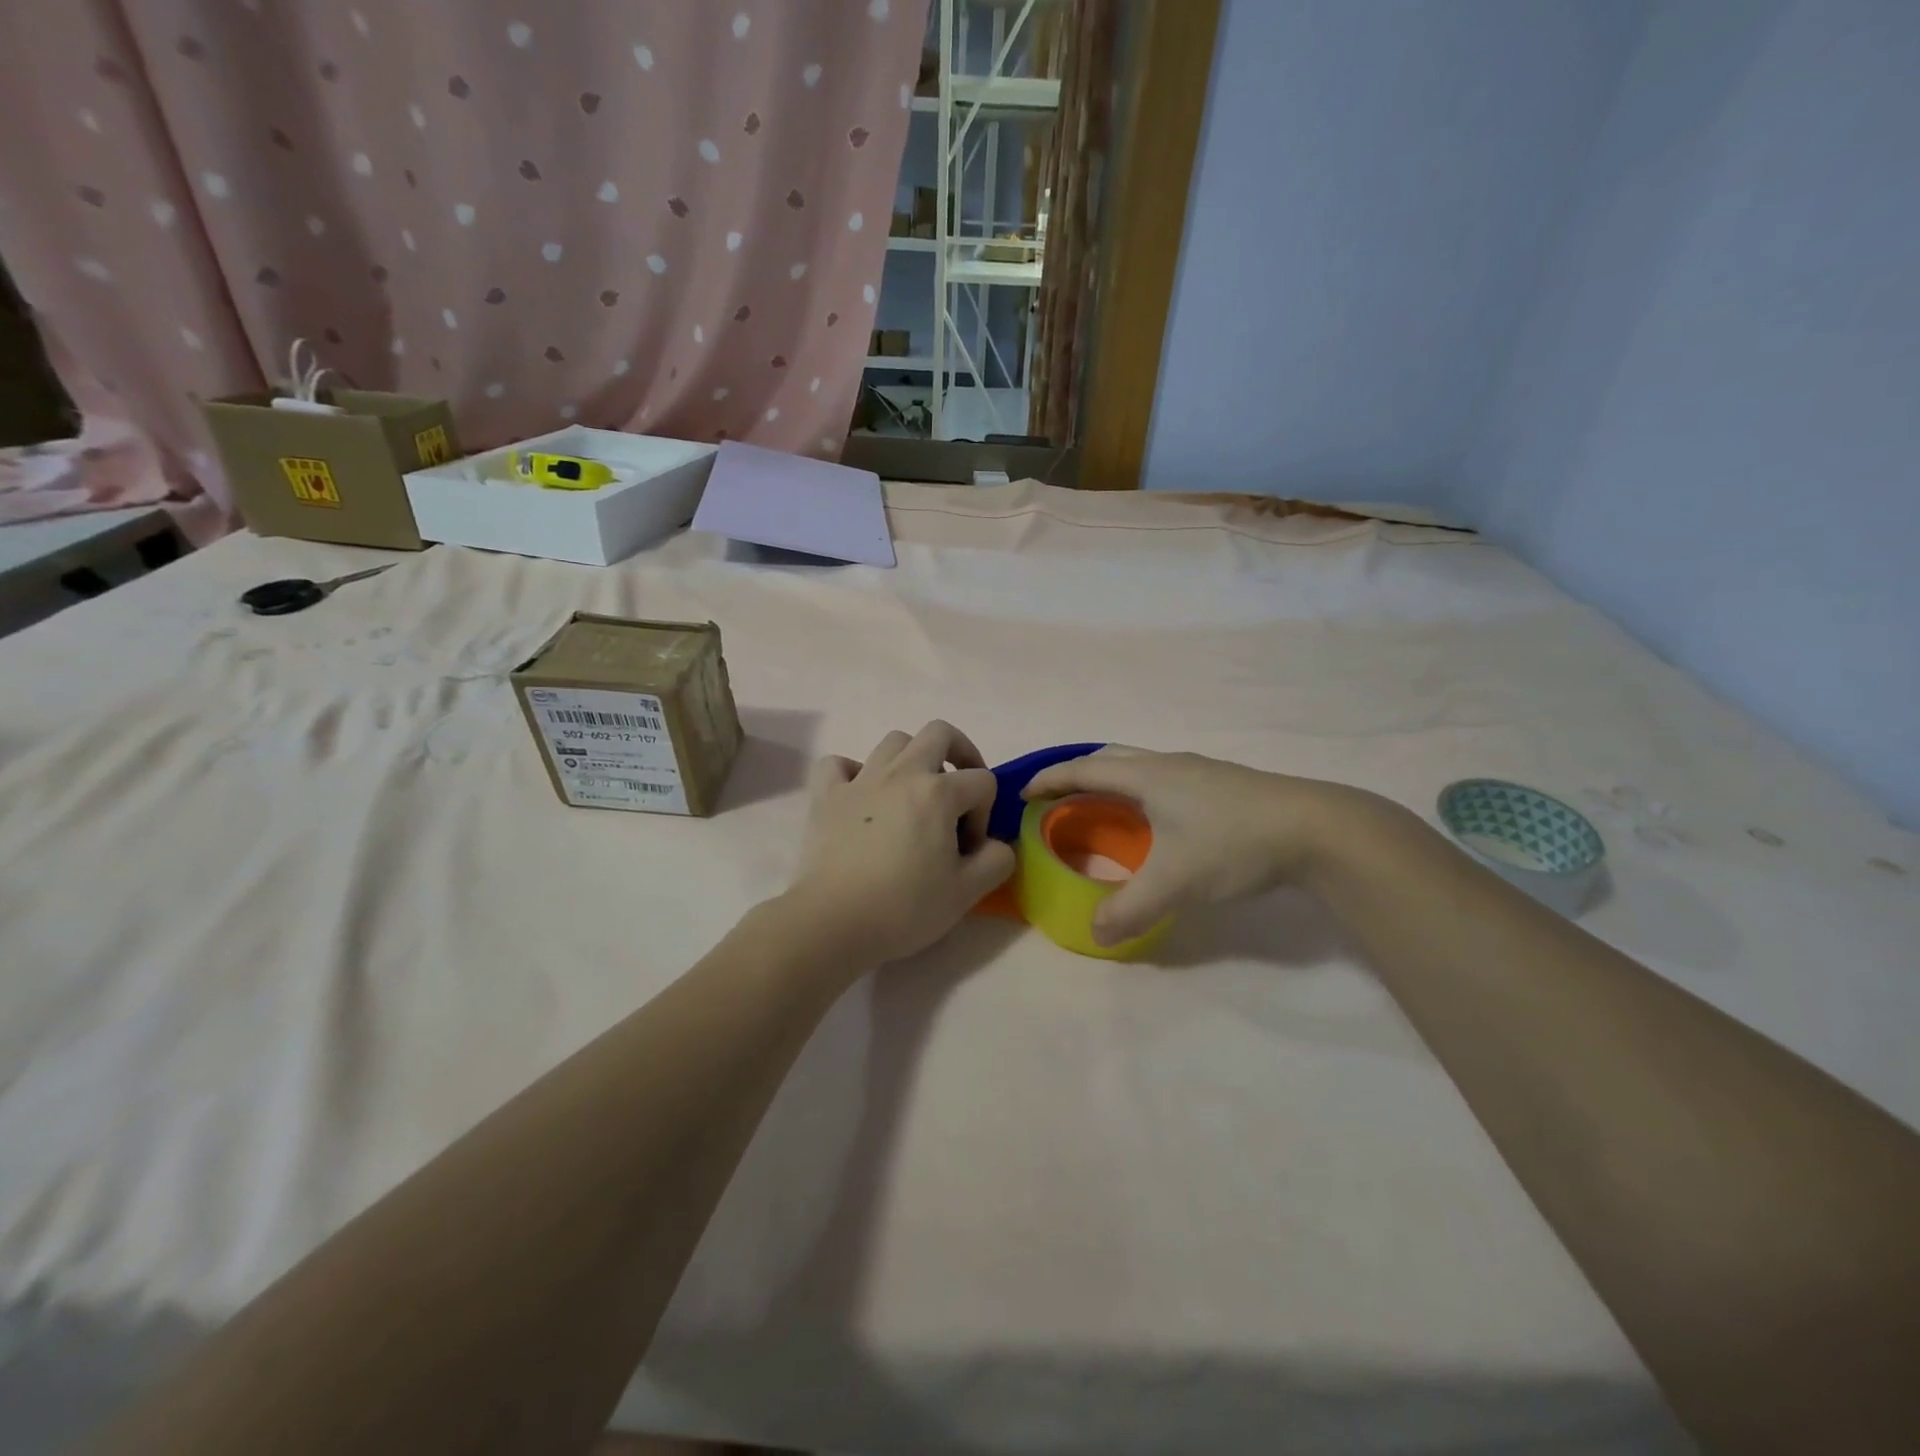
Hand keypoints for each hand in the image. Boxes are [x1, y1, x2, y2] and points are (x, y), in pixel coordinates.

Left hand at [786, 721, 1015, 964]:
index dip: (985, 813)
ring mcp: (860, 780)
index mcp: (938, 792)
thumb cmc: (904, 908)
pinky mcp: (826, 796)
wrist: (833, 922)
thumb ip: (997, 860)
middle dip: (960, 753)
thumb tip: (995, 845)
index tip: (969, 848)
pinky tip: (861, 796)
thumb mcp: (968, 892)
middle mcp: (901, 773)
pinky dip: (853, 772)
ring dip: (912, 759)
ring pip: (893, 742)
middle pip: (939, 733)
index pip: (982, 781)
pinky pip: (838, 764)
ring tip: (913, 794)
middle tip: (960, 789)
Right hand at [1022, 746, 1380, 944]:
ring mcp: (1200, 771)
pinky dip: (1141, 791)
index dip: (1051, 779)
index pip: (1084, 770)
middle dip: (1078, 774)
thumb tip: (1094, 933)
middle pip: (1111, 758)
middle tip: (1058, 798)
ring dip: (1112, 781)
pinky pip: (1164, 778)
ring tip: (1102, 808)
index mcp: (1148, 776)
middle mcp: (1169, 764)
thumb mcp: (1175, 883)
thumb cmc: (1234, 844)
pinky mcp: (1224, 784)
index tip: (1024, 792)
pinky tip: (1157, 820)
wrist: (1319, 828)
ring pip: (1141, 766)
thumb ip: (1128, 910)